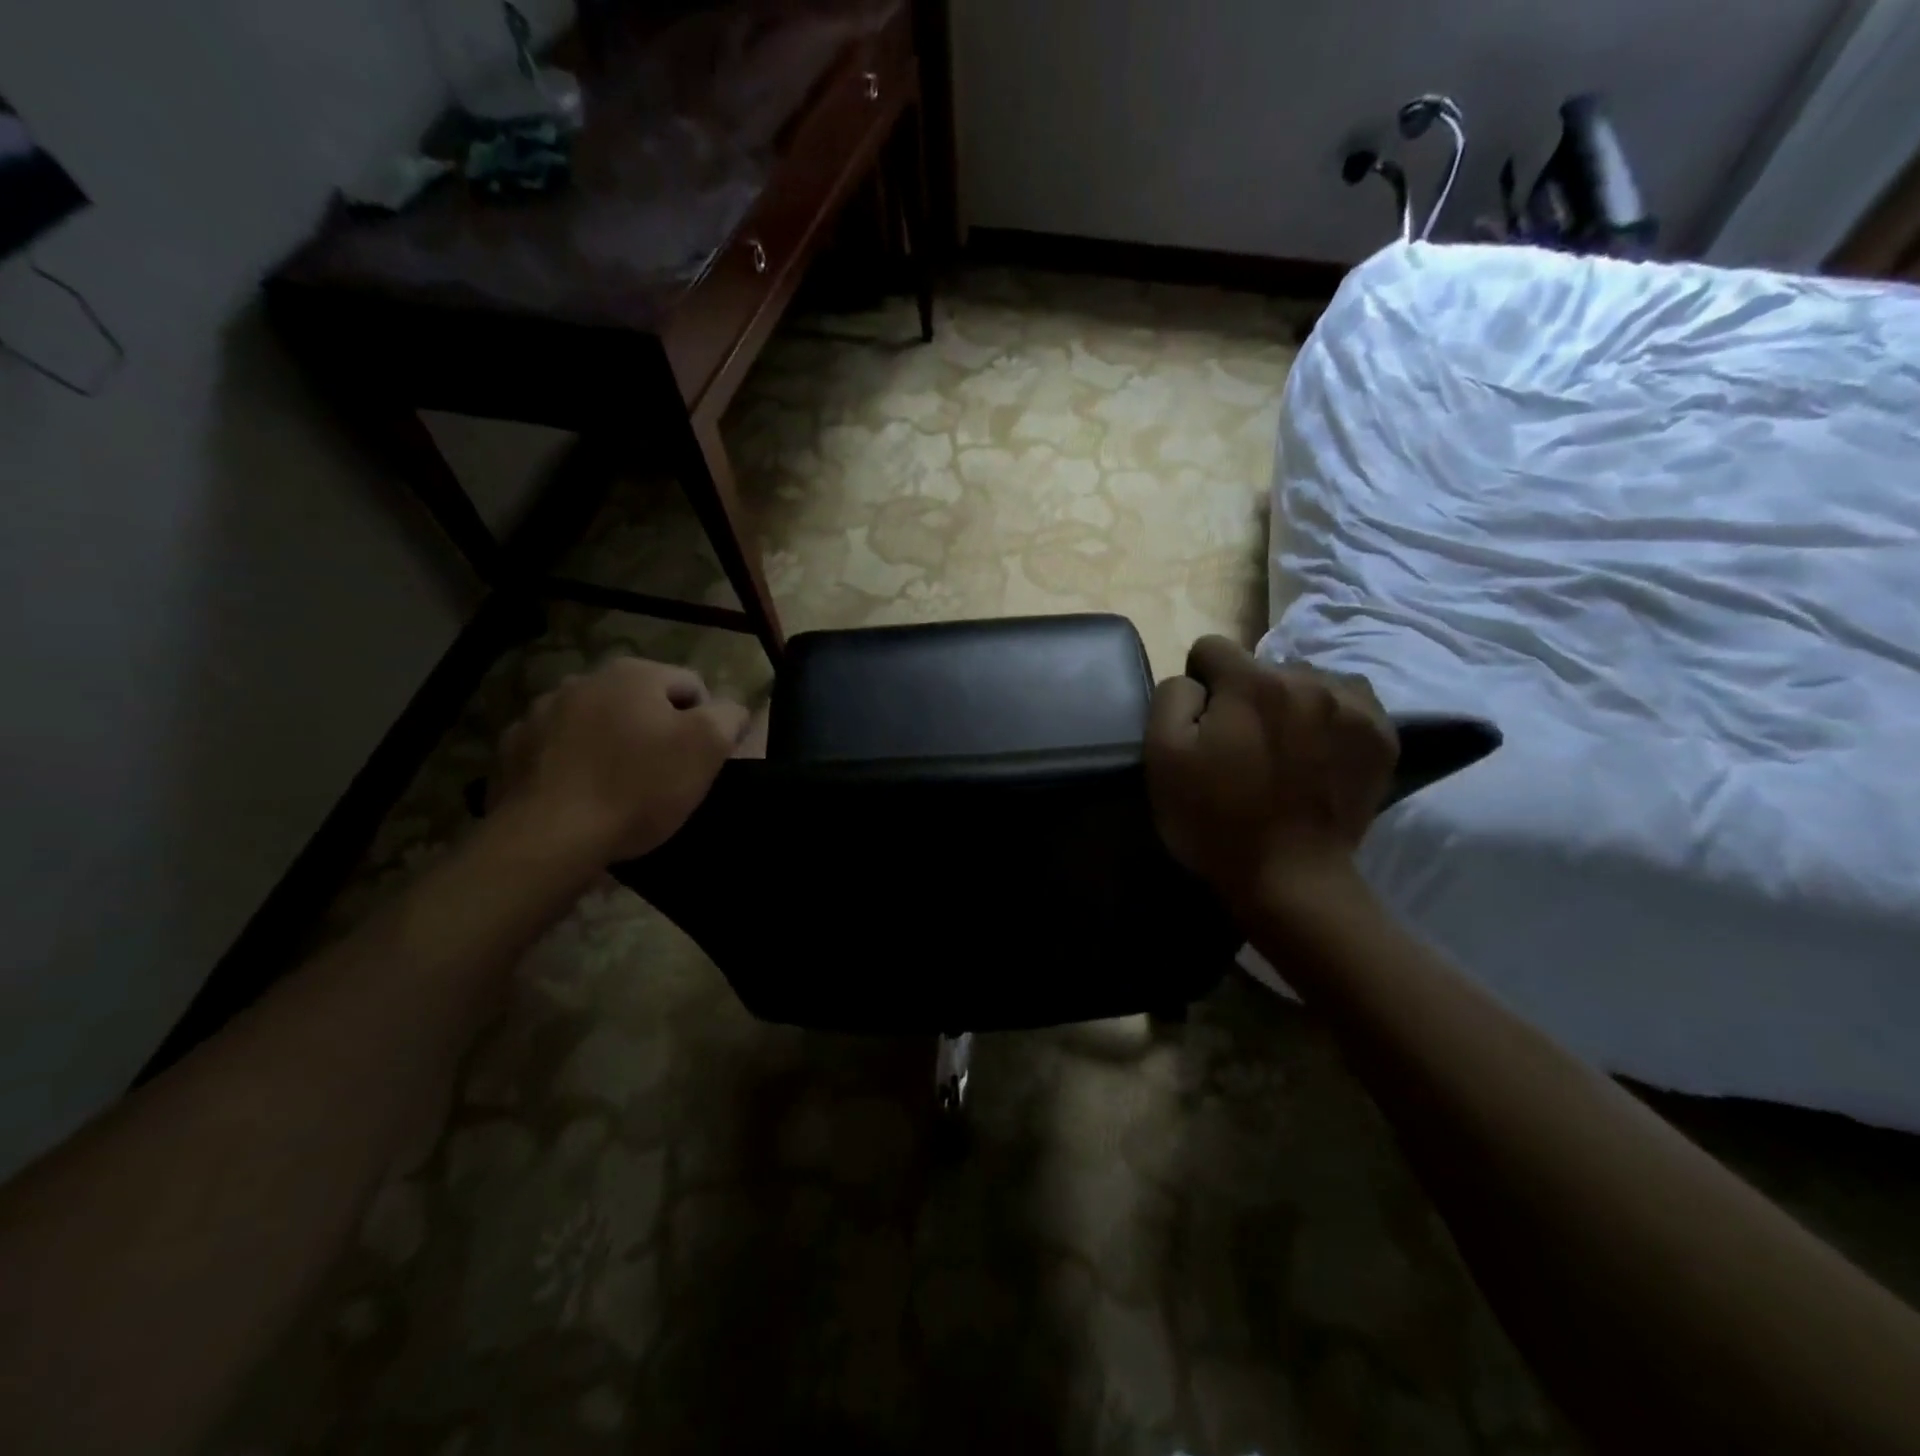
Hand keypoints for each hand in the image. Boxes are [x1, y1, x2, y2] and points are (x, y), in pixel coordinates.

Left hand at [494, 657, 750, 862]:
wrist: (551, 836)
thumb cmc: (639, 786)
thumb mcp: (707, 747)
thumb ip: (728, 716)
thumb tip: (730, 710)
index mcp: (634, 674)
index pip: (691, 686)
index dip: (706, 722)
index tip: (703, 761)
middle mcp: (584, 680)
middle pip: (640, 702)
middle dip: (656, 730)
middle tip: (665, 775)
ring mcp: (540, 713)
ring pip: (596, 722)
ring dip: (612, 743)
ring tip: (620, 787)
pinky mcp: (512, 749)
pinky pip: (557, 749)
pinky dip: (572, 763)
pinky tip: (581, 794)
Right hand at [1145, 636, 1397, 907]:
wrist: (1291, 879)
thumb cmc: (1216, 820)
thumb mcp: (1162, 757)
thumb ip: (1172, 697)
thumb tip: (1195, 681)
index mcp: (1252, 682)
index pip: (1211, 649)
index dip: (1198, 684)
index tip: (1202, 724)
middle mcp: (1308, 679)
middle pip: (1262, 667)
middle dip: (1246, 696)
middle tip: (1242, 746)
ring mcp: (1353, 705)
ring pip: (1306, 681)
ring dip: (1290, 704)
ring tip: (1284, 750)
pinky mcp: (1381, 735)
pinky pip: (1348, 701)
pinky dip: (1329, 718)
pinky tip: (1318, 754)